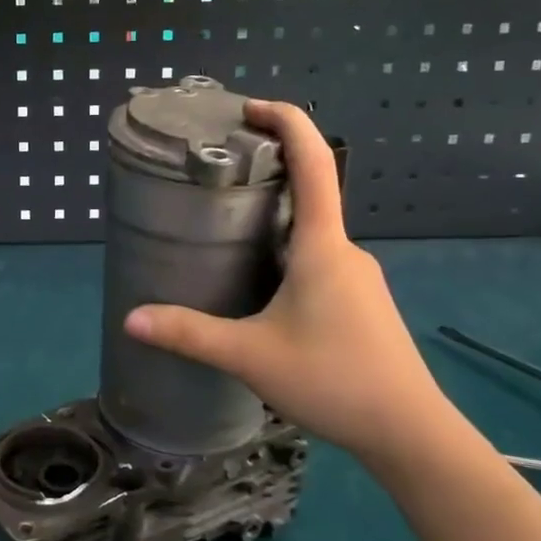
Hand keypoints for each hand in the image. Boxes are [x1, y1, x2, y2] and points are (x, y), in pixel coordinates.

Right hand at [123, 99, 459, 469]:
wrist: (409, 432)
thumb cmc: (333, 379)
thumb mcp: (250, 356)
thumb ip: (189, 334)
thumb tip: (131, 319)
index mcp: (323, 245)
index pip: (314, 162)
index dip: (287, 122)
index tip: (250, 108)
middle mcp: (345, 250)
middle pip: (309, 194)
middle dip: (267, 176)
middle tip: (215, 180)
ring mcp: (358, 277)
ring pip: (312, 234)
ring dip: (275, 222)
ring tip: (226, 234)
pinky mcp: (361, 303)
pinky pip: (319, 261)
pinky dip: (287, 253)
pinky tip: (261, 287)